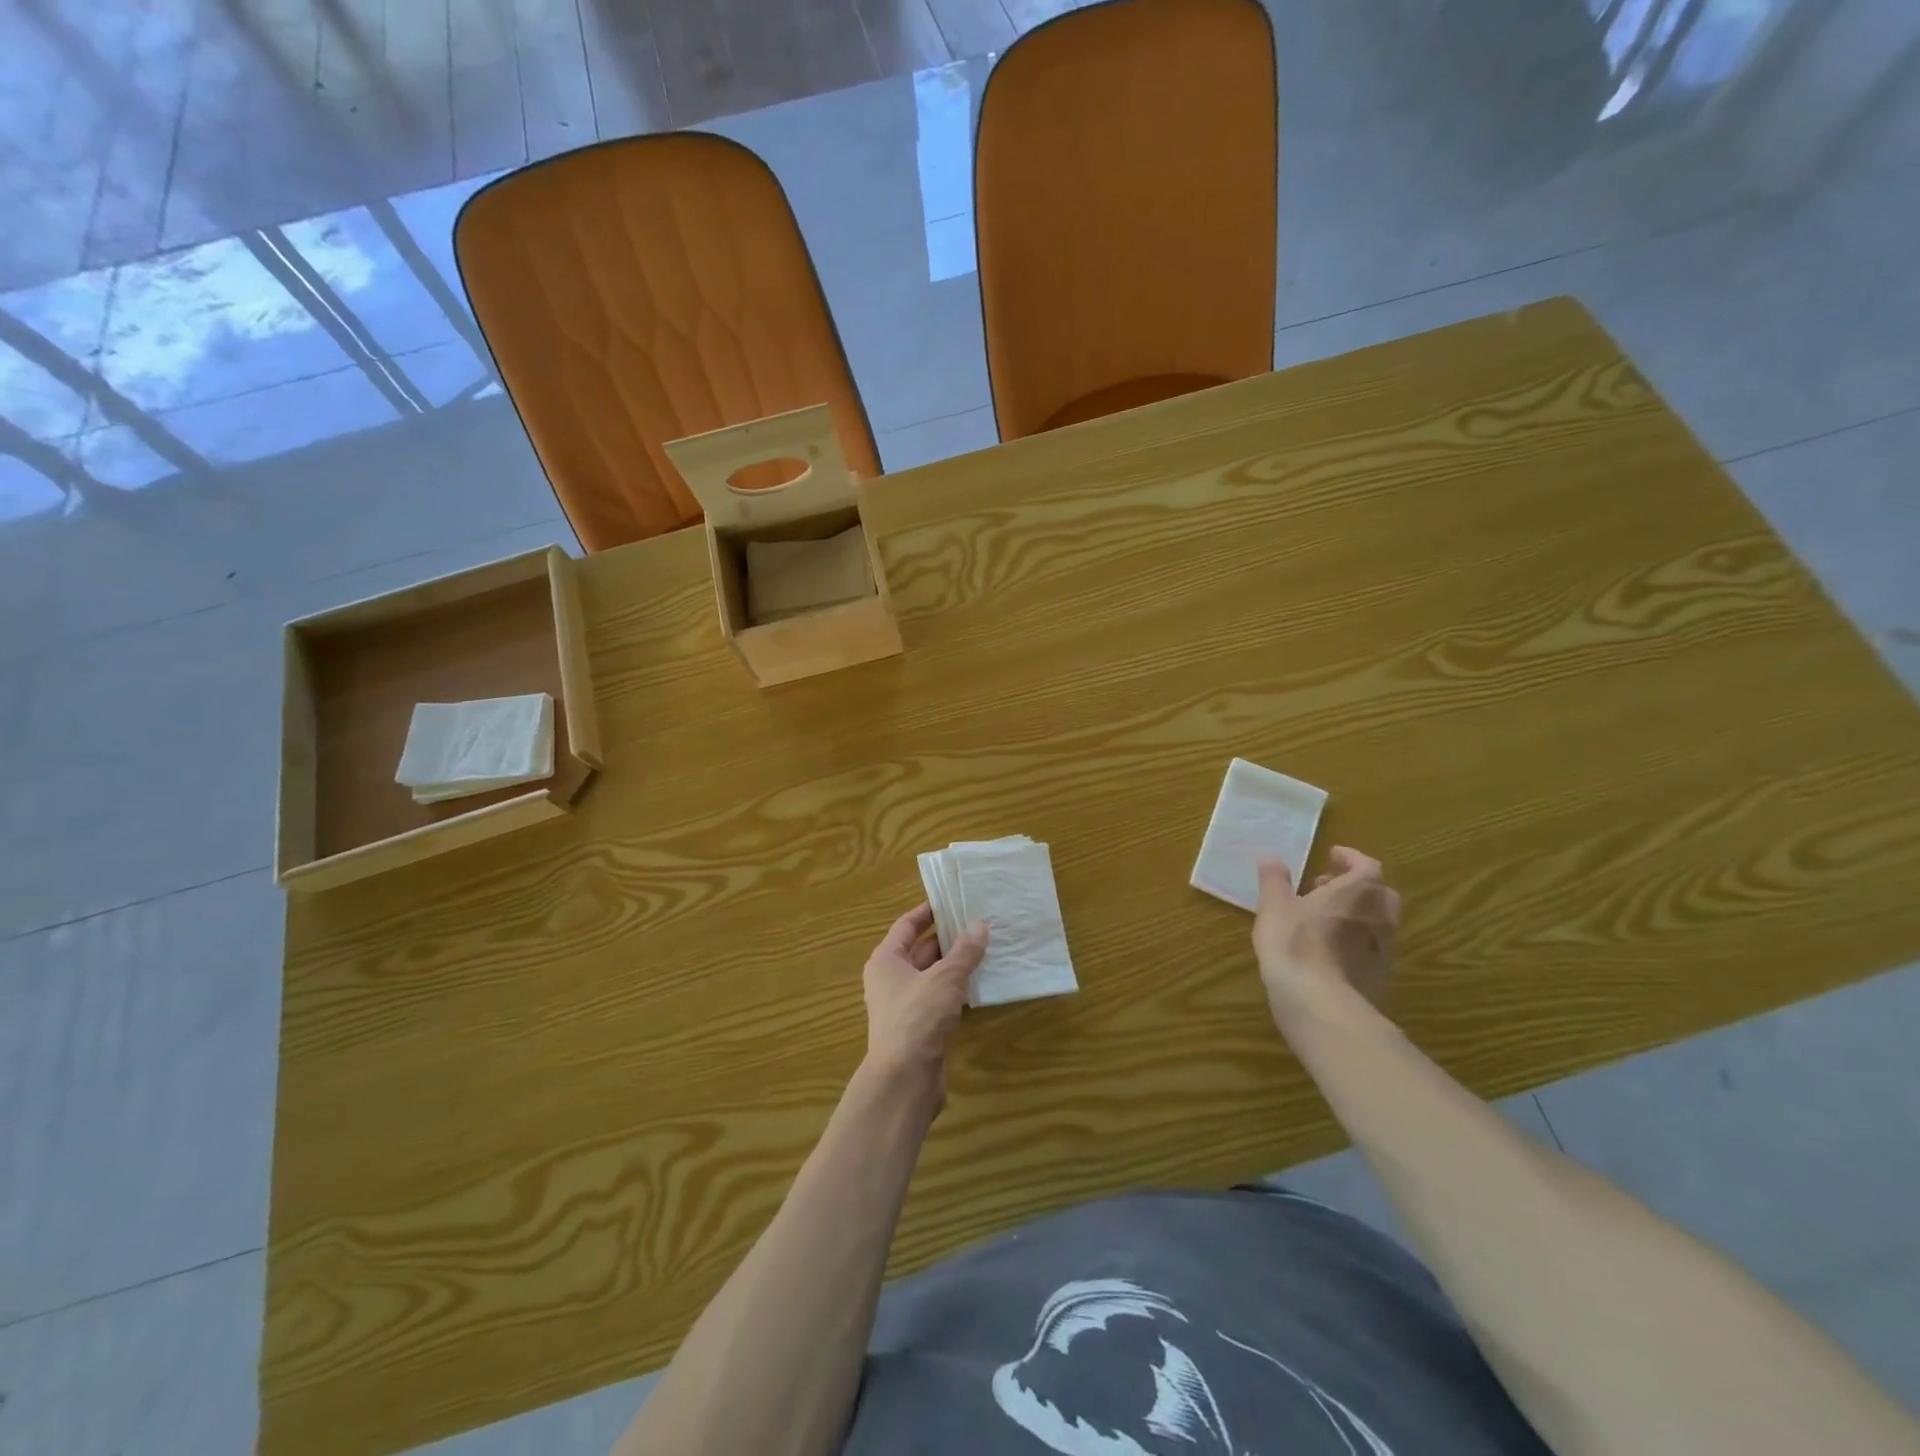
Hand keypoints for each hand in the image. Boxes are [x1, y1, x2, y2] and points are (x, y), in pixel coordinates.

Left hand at [861, 904, 988, 1105]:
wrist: (904, 1079)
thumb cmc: (917, 1017)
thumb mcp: (945, 978)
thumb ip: (964, 951)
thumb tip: (980, 924)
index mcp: (886, 960)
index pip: (906, 925)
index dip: (928, 911)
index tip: (952, 899)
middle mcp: (890, 979)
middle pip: (919, 949)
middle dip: (947, 937)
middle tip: (978, 922)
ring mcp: (903, 1005)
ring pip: (931, 975)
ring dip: (954, 964)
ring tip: (985, 948)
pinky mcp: (918, 1028)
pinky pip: (938, 998)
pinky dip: (956, 989)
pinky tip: (979, 984)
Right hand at [1253, 847, 1400, 1025]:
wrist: (1319, 1002)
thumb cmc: (1294, 943)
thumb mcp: (1274, 906)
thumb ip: (1274, 880)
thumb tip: (1271, 858)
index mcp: (1358, 892)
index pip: (1367, 865)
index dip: (1350, 859)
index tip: (1331, 856)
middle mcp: (1379, 917)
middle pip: (1380, 893)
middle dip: (1357, 886)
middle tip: (1327, 887)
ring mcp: (1384, 949)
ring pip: (1379, 922)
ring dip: (1358, 915)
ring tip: (1326, 919)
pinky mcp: (1380, 976)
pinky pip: (1373, 949)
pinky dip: (1358, 941)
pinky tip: (1331, 951)